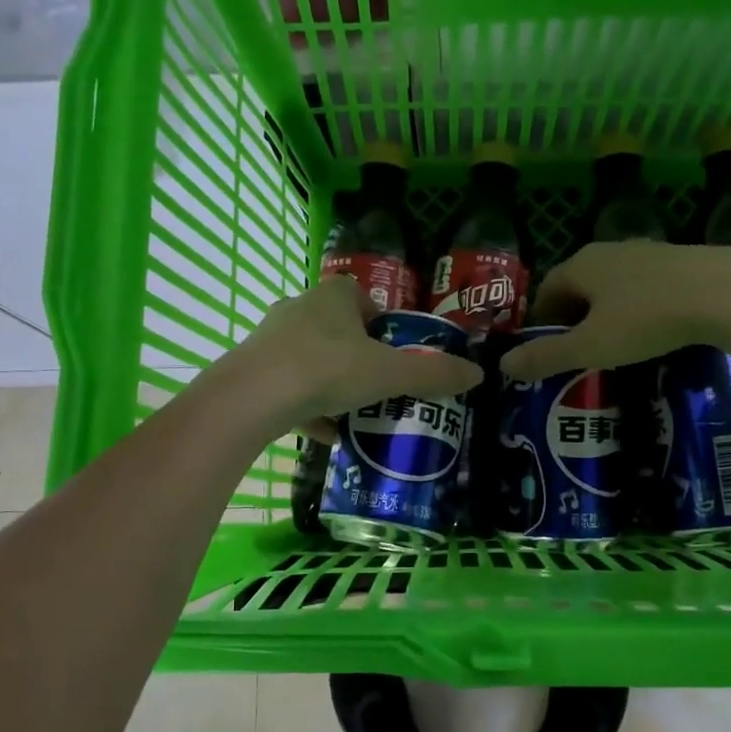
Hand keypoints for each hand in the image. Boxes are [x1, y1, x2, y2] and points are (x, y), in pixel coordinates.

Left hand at [218, 276, 482, 440]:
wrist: (252, 397)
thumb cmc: (327, 369)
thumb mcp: (389, 374)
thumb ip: (432, 374)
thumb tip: (478, 374)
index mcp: (333, 297)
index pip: (361, 296)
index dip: (381, 321)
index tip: (393, 351)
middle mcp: (299, 309)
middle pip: (335, 328)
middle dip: (357, 355)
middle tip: (378, 384)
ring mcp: (271, 339)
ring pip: (310, 358)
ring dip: (331, 382)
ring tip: (354, 412)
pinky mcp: (253, 370)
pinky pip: (289, 386)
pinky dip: (309, 407)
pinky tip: (327, 434)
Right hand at [497, 239, 730, 380]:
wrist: (725, 293)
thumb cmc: (646, 319)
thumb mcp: (589, 346)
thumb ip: (546, 356)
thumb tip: (503, 365)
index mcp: (581, 264)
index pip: (547, 288)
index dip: (542, 320)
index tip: (546, 348)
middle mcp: (609, 250)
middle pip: (579, 284)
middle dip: (573, 316)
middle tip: (577, 351)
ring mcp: (647, 253)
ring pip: (613, 285)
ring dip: (605, 312)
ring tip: (613, 344)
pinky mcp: (680, 261)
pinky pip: (643, 287)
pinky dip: (636, 308)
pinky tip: (652, 330)